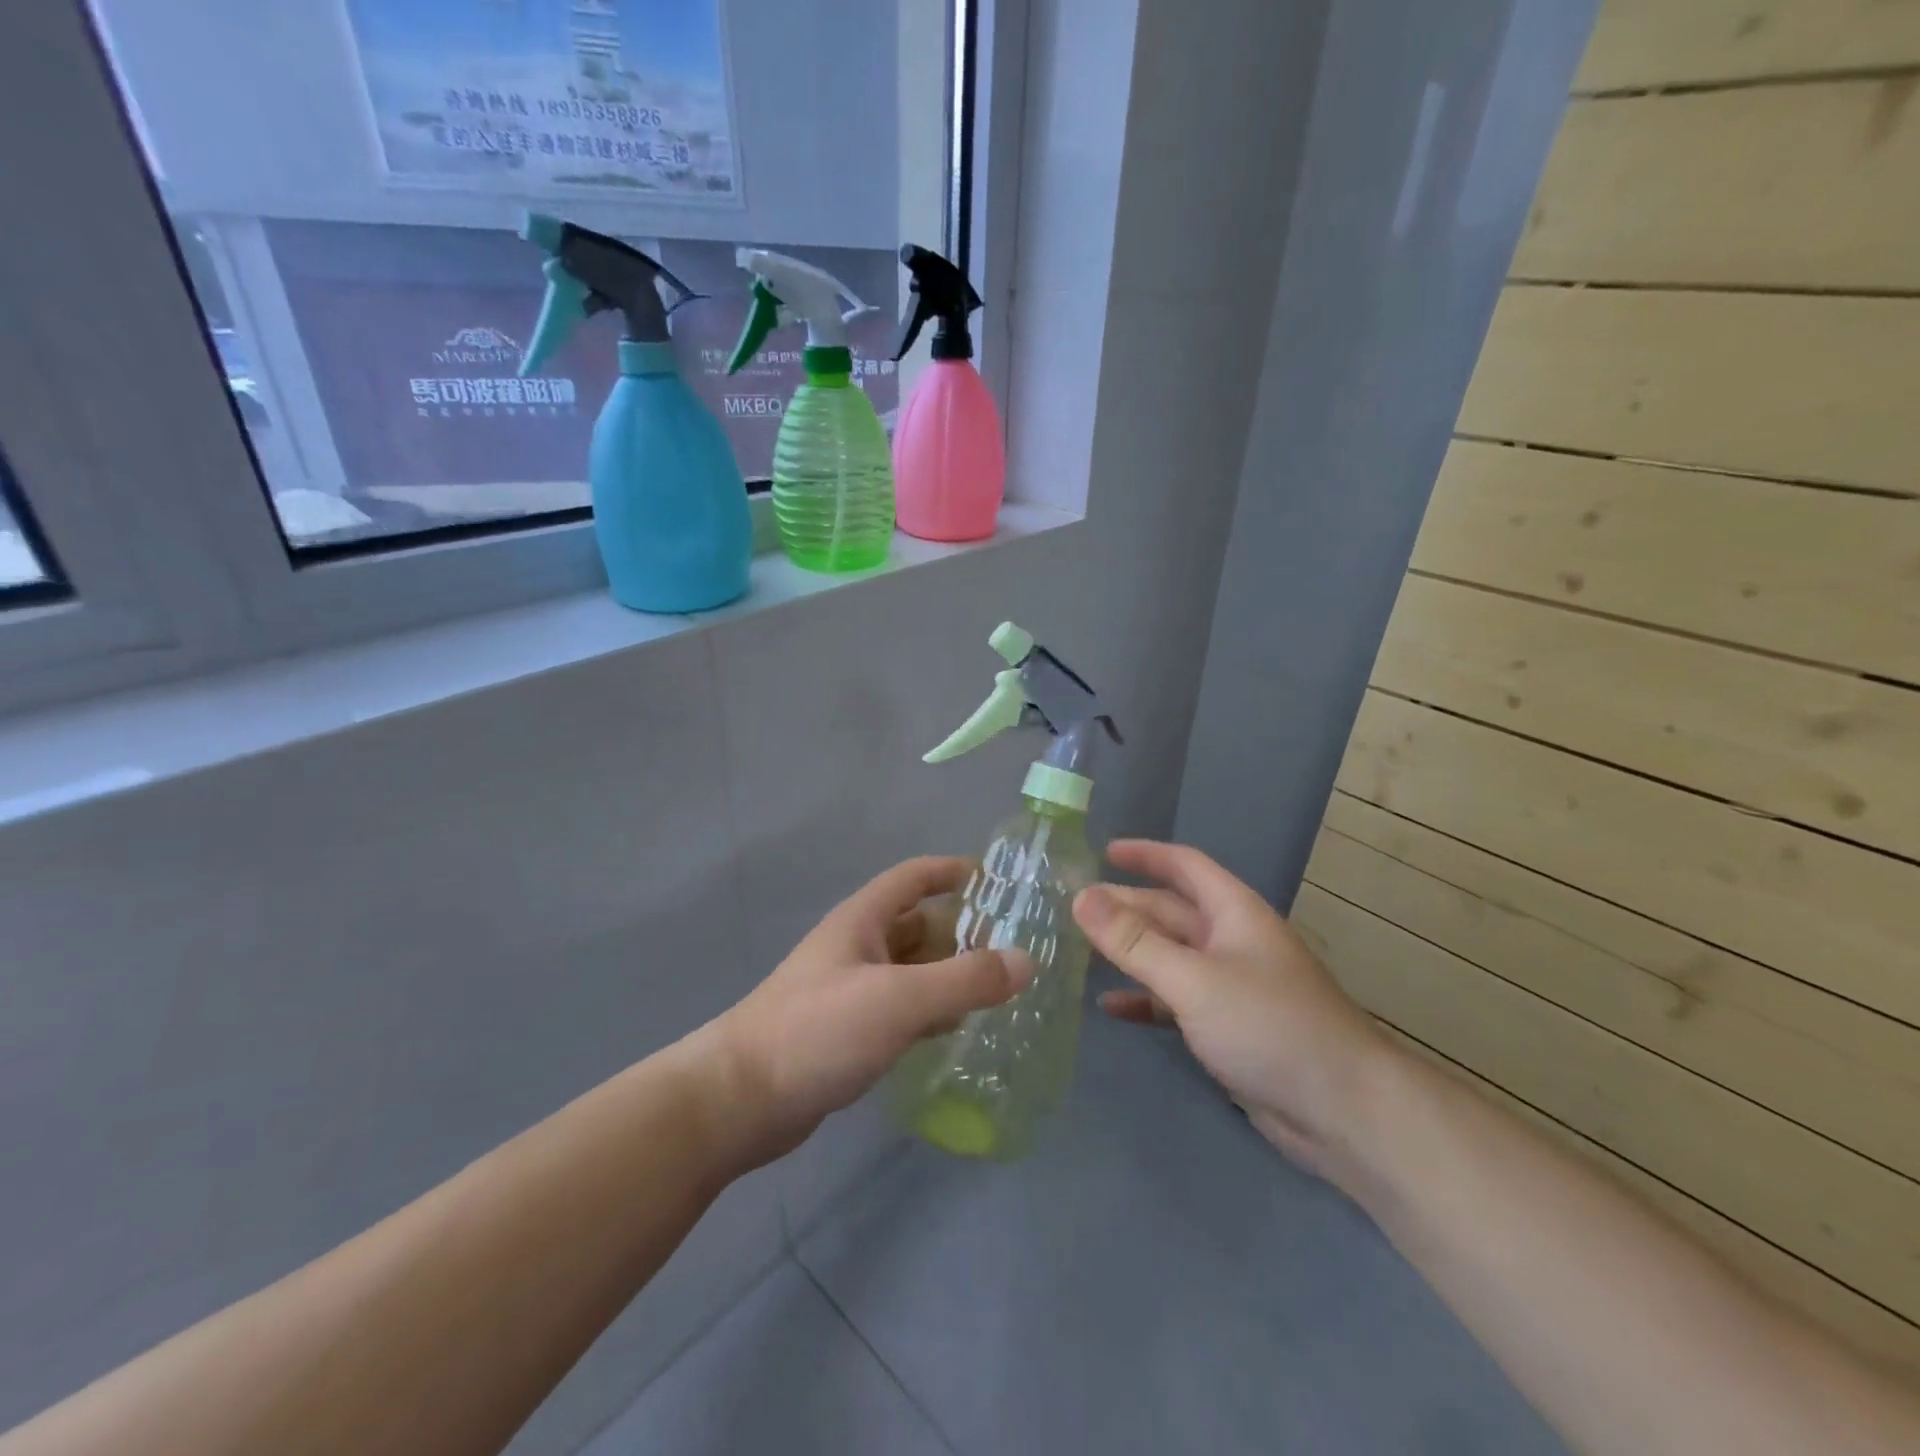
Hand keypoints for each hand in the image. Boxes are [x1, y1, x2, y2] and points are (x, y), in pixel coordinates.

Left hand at [707, 857, 1031, 1167]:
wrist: (739, 1100)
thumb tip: (1026, 961)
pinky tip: (957, 1029)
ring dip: (948, 974)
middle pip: (917, 925)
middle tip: (1011, 947)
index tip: (996, 881)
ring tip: (998, 989)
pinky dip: (929, 1010)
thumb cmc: (819, 1030)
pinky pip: (900, 1008)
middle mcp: (856, 948)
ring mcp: (850, 991)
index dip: (951, 871)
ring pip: (910, 970)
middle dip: (960, 930)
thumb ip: (965, 979)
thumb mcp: (899, 999)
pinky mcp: (847, 1032)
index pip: (913, 877)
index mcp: (862, 921)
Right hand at [1073, 840, 1384, 1172]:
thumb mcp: (1193, 979)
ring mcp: (1230, 985)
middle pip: (1170, 911)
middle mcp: (1231, 940)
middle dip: (1126, 905)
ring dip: (1130, 951)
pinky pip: (1175, 1000)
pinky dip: (1144, 999)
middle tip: (1075, 907)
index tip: (1103, 851)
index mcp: (1233, 913)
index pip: (1185, 865)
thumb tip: (1082, 897)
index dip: (1145, 854)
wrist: (1342, 1111)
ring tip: (1081, 949)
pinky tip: (1111, 1006)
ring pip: (1169, 956)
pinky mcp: (1227, 1026)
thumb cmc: (1269, 1026)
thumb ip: (1134, 941)